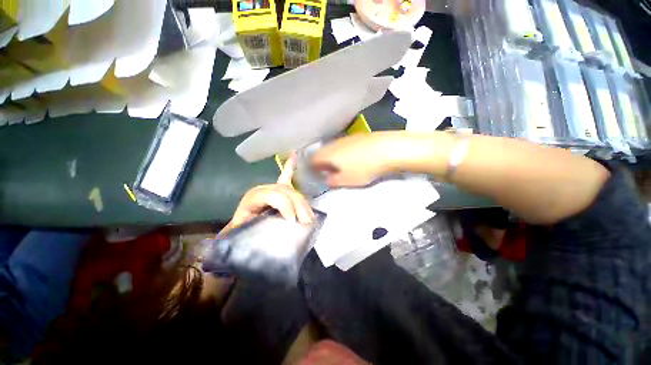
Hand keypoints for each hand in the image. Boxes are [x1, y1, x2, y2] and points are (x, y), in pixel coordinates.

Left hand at [224, 152, 314, 233]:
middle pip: (286, 191)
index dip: (285, 205)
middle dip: (299, 205)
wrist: (243, 226)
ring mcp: (272, 186)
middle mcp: (264, 188)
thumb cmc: (243, 230)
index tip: (293, 222)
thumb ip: (255, 231)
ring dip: (303, 202)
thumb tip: (277, 230)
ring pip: (292, 189)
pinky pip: (286, 175)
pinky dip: (291, 167)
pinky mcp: (278, 188)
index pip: (273, 195)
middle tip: (306, 222)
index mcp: (253, 197)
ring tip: (309, 217)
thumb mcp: (246, 232)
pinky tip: (295, 155)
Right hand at [311, 132, 398, 186]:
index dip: (312, 169)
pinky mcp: (357, 136)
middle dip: (323, 163)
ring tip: (342, 166)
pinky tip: (353, 158)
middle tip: (329, 172)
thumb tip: (326, 179)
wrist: (387, 149)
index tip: (318, 176)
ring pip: (333, 148)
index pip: (312, 160)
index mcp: (327, 154)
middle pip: (322, 153)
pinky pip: (344, 145)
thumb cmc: (363, 168)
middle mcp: (333, 144)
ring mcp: (346, 138)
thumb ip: (332, 181)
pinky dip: (344, 152)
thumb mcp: (346, 180)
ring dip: (334, 157)